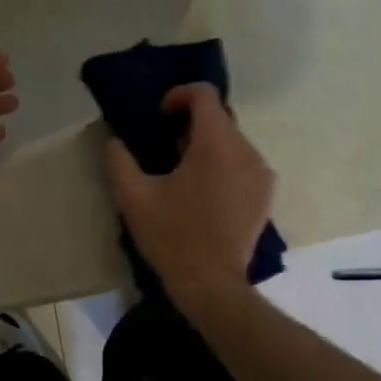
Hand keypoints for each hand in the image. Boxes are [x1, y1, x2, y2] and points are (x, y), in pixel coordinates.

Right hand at [104, 82, 273, 301]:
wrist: (212, 285)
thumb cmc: (172, 237)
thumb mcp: (133, 197)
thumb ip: (119, 159)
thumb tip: (115, 140)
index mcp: (216, 144)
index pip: (205, 95)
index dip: (179, 95)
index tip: (160, 116)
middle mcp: (246, 150)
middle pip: (219, 118)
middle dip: (190, 125)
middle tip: (165, 151)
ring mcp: (261, 173)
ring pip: (232, 141)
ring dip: (207, 146)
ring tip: (184, 175)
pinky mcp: (266, 194)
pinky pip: (243, 164)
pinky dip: (223, 165)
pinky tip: (204, 193)